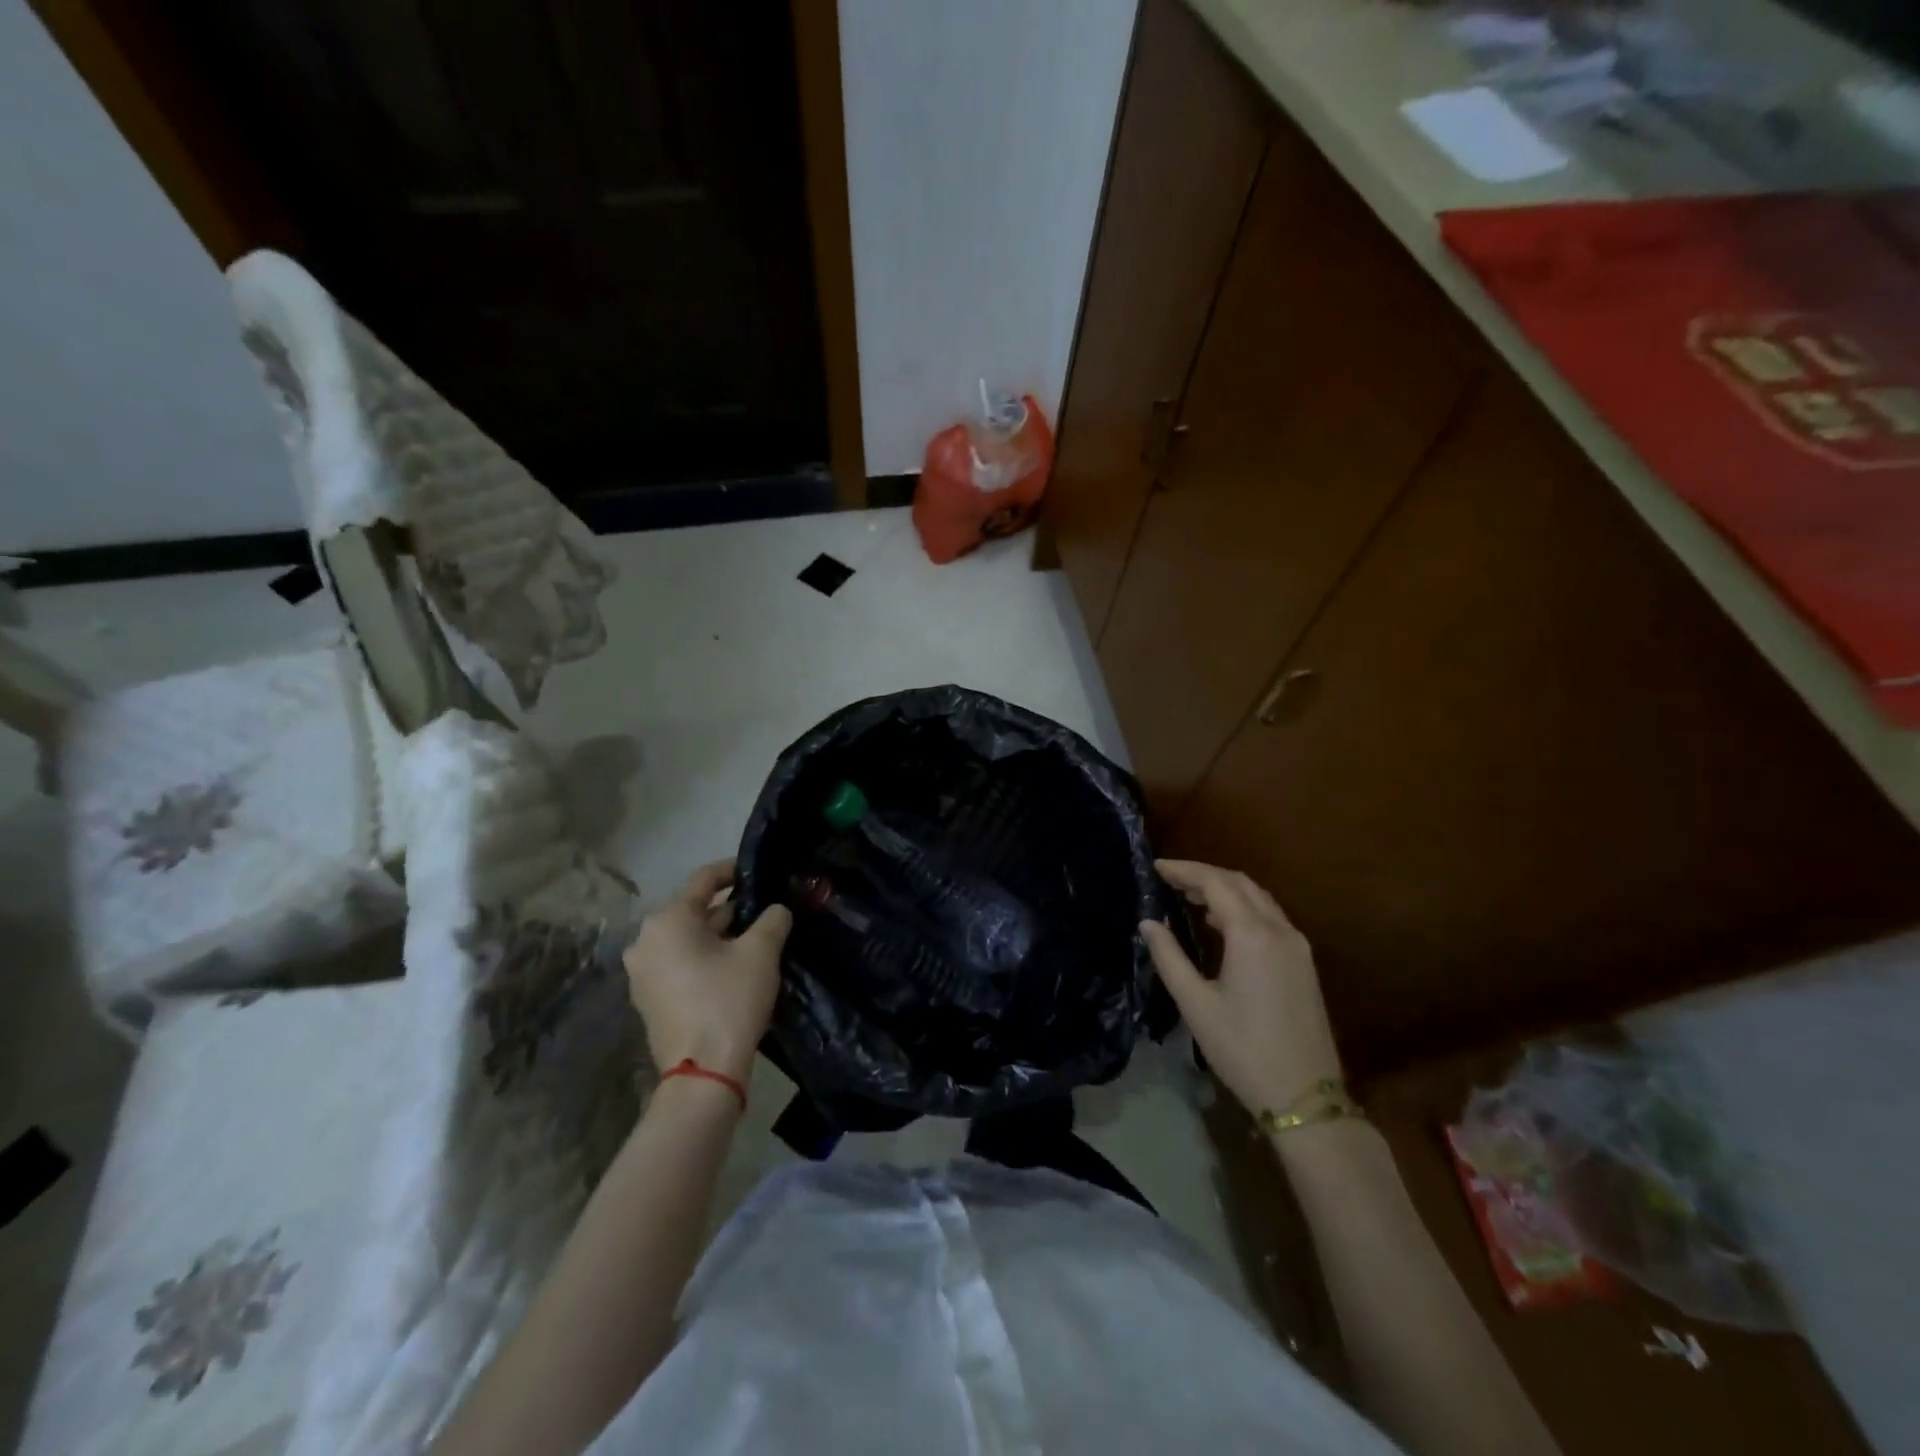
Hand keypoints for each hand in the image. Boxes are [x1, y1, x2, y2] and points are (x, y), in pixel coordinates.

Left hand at [623, 861, 791, 1087]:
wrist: (703, 1072)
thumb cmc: (729, 1000)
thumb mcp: (761, 952)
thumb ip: (773, 919)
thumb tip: (777, 909)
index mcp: (668, 920)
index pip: (704, 879)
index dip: (733, 871)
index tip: (757, 872)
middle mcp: (646, 941)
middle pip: (693, 911)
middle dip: (729, 909)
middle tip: (764, 911)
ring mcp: (642, 973)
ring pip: (686, 939)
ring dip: (718, 936)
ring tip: (754, 939)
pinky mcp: (648, 999)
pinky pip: (679, 964)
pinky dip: (703, 958)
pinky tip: (732, 968)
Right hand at [1140, 859, 1341, 1114]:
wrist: (1304, 1097)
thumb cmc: (1242, 1049)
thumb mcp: (1195, 1004)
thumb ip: (1169, 957)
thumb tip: (1148, 923)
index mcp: (1252, 935)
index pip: (1215, 883)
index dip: (1184, 870)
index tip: (1155, 867)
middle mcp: (1279, 930)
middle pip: (1240, 883)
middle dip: (1204, 874)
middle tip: (1169, 878)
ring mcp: (1297, 945)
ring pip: (1259, 898)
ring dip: (1225, 888)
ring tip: (1189, 896)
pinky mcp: (1304, 963)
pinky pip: (1270, 917)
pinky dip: (1243, 907)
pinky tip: (1222, 924)